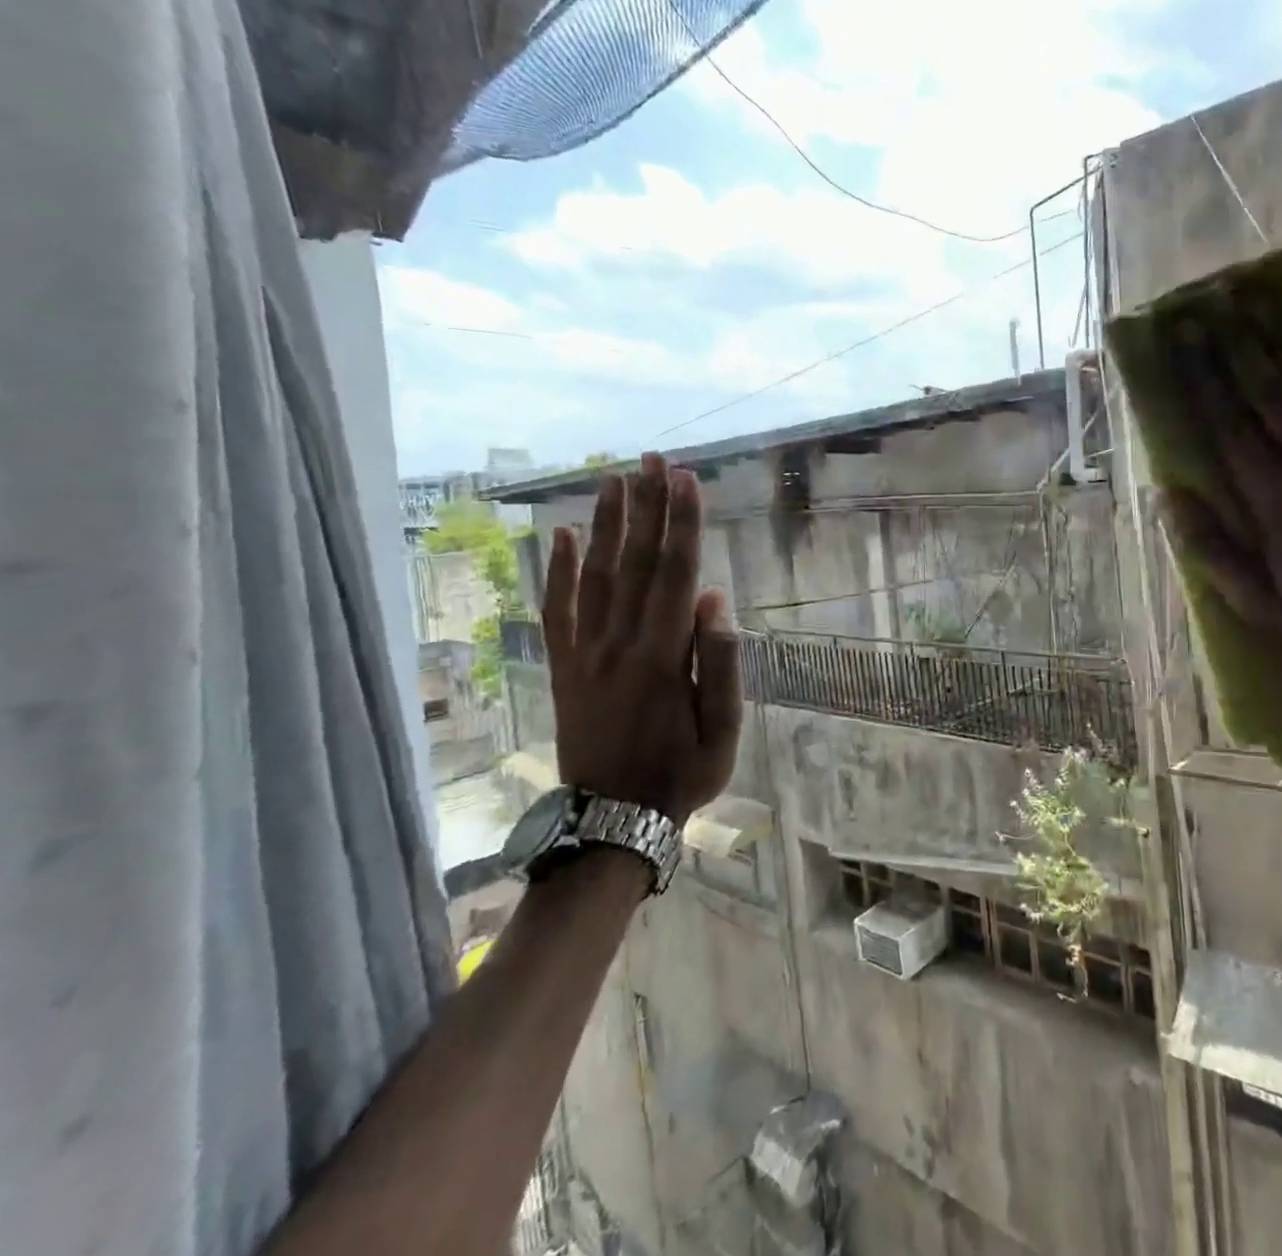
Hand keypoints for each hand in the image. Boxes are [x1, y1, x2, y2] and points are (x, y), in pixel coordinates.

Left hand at [541, 454, 741, 824]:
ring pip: (596, 576)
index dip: (683, 524)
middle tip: (652, 459)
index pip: (676, 574)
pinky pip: (557, 611)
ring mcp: (585, 653)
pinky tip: (564, 536)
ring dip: (607, 524)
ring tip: (615, 479)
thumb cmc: (680, 775)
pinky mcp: (564, 667)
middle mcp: (619, 643)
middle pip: (636, 562)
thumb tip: (713, 599)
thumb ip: (719, 663)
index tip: (686, 479)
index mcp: (662, 656)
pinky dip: (558, 572)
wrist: (611, 822)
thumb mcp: (724, 732)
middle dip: (647, 507)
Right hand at [1160, 332, 1281, 714]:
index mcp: (1277, 507)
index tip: (1184, 350)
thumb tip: (1167, 497)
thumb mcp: (1260, 604)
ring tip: (1259, 311)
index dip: (1204, 386)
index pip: (1230, 432)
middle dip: (1237, 352)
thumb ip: (1211, 549)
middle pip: (1270, 398)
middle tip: (1212, 314)